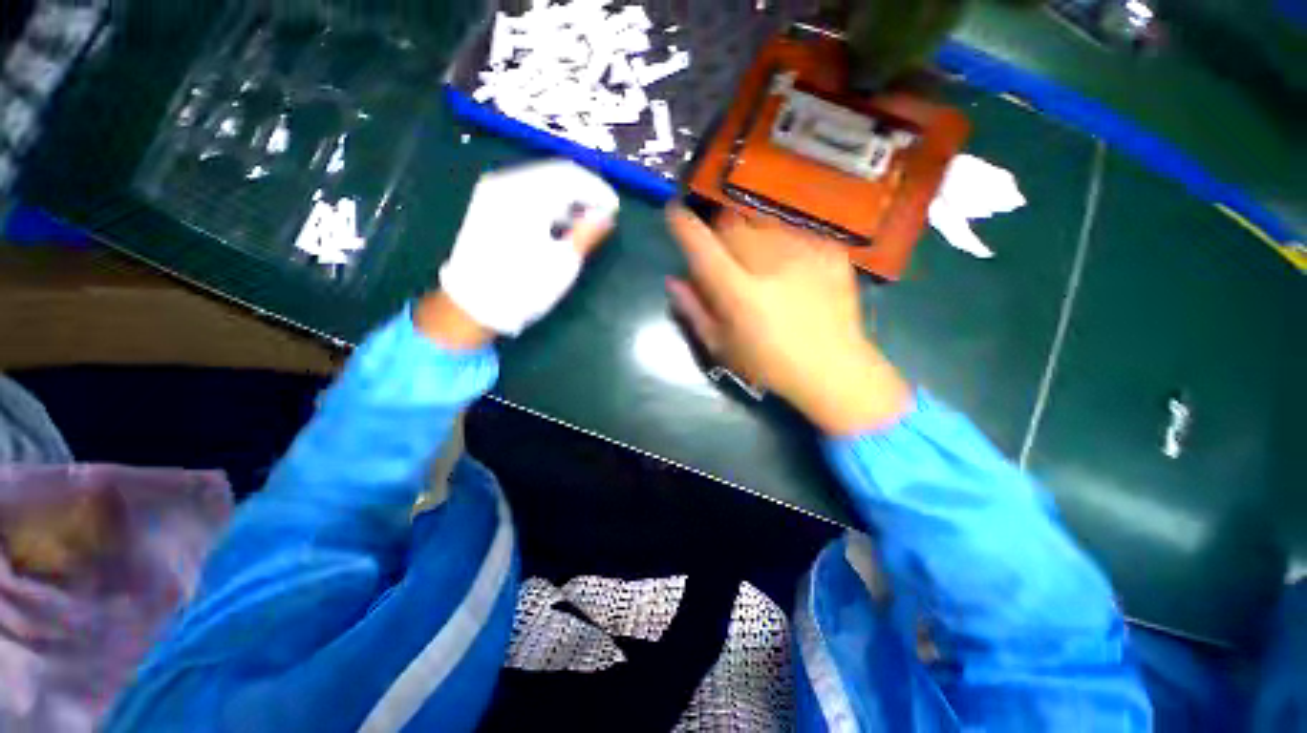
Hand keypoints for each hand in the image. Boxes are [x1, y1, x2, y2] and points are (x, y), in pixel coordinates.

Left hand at [419, 160, 617, 347]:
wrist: (473, 306)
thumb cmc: (523, 287)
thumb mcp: (562, 264)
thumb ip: (586, 234)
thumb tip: (606, 216)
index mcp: (526, 195)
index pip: (571, 175)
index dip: (598, 189)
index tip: (615, 209)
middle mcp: (506, 183)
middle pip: (554, 173)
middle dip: (583, 191)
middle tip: (602, 213)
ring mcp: (492, 192)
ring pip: (539, 180)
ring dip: (565, 196)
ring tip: (583, 220)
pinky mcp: (487, 204)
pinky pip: (525, 190)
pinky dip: (546, 201)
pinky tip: (557, 221)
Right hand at [665, 207, 910, 434]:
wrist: (834, 369)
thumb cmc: (768, 365)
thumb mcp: (721, 346)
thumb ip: (694, 310)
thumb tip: (674, 280)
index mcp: (740, 294)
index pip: (703, 248)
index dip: (684, 226)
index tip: (674, 212)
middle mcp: (771, 266)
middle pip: (732, 225)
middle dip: (720, 237)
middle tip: (725, 260)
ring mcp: (805, 254)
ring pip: (762, 224)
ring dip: (751, 238)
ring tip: (760, 267)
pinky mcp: (830, 251)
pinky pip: (793, 232)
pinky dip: (781, 245)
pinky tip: (789, 271)